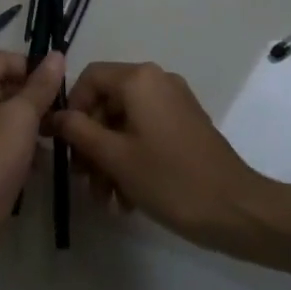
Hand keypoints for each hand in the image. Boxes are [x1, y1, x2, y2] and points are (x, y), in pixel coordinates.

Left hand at [0, 50, 65, 261]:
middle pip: (7, 85)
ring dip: (33, 122)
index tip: (61, 84)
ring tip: (58, 135)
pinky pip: (6, 140)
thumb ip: (41, 85)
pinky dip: (24, 146)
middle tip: (64, 112)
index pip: (5, 58)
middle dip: (36, 96)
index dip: (33, 66)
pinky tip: (41, 162)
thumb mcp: (21, 116)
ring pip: (9, 114)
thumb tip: (57, 54)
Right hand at [49, 61, 263, 246]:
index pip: (89, 78)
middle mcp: (157, 81)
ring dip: (109, 158)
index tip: (65, 145)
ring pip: (125, 123)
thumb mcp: (116, 157)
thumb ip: (79, 131)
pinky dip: (131, 159)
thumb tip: (52, 116)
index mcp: (139, 79)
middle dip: (91, 143)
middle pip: (107, 103)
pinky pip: (146, 133)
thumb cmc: (171, 180)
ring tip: (106, 199)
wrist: (238, 211)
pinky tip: (127, 199)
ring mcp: (175, 103)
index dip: (71, 109)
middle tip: (84, 181)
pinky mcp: (186, 126)